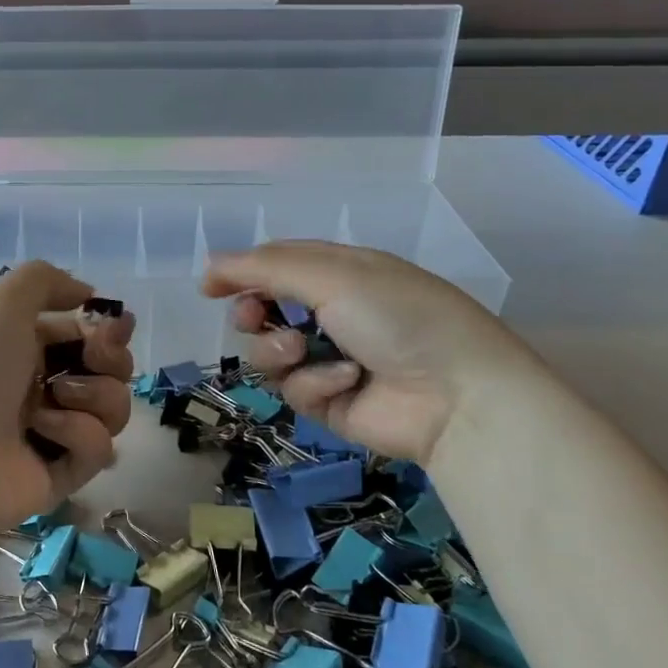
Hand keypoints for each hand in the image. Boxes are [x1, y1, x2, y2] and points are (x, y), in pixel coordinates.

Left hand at [0, 262, 134, 538]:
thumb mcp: (2, 304)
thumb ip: (45, 279)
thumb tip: (87, 294)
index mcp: (26, 345)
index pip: (86, 332)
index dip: (107, 327)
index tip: (117, 326)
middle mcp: (43, 384)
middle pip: (110, 368)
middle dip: (111, 358)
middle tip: (94, 358)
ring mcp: (55, 431)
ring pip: (113, 405)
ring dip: (94, 395)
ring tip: (56, 398)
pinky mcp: (64, 472)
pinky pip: (99, 447)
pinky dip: (78, 434)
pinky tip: (44, 434)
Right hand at [202, 241, 538, 463]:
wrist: (457, 395)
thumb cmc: (397, 315)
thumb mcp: (331, 275)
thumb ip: (264, 268)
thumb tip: (210, 264)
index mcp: (340, 273)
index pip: (277, 265)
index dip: (241, 273)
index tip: (210, 287)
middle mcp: (333, 313)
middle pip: (264, 311)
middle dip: (253, 315)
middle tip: (255, 318)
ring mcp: (330, 359)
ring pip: (270, 353)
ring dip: (279, 350)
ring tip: (303, 351)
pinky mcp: (331, 403)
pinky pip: (296, 389)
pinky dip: (315, 382)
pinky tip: (347, 381)